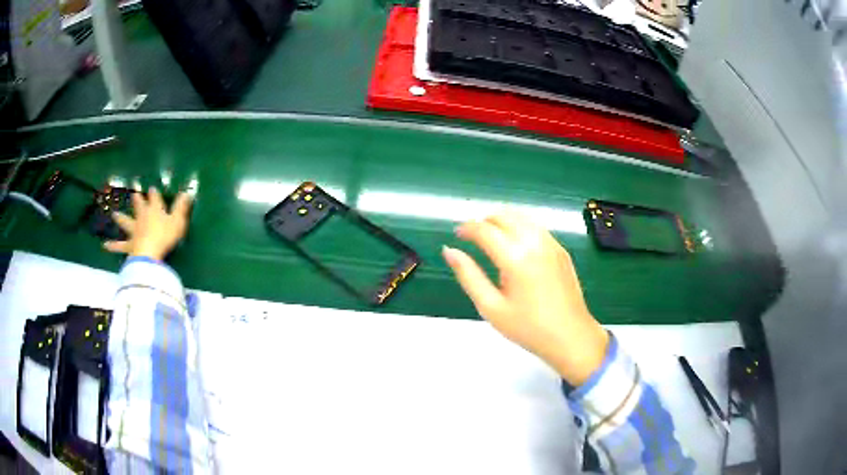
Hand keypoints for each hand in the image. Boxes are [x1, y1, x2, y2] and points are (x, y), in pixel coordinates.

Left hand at [104, 187, 192, 260]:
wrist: (149, 253)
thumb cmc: (165, 236)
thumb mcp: (178, 221)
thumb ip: (182, 207)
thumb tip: (188, 192)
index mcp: (155, 210)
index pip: (154, 198)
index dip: (154, 193)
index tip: (152, 189)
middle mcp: (142, 217)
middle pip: (138, 206)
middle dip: (137, 199)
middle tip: (133, 193)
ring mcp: (134, 230)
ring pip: (125, 222)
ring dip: (120, 218)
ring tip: (113, 214)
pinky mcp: (129, 245)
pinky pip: (119, 246)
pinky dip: (112, 246)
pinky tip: (105, 245)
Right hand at [443, 211, 608, 385]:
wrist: (571, 336)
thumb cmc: (528, 328)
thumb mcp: (491, 307)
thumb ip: (468, 276)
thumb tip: (449, 251)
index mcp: (515, 257)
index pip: (485, 230)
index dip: (467, 229)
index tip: (457, 235)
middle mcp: (535, 242)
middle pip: (503, 215)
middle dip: (484, 221)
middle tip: (472, 238)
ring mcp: (551, 243)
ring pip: (521, 216)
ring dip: (502, 221)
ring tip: (491, 240)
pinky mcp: (560, 249)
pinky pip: (536, 226)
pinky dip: (519, 226)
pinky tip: (515, 246)